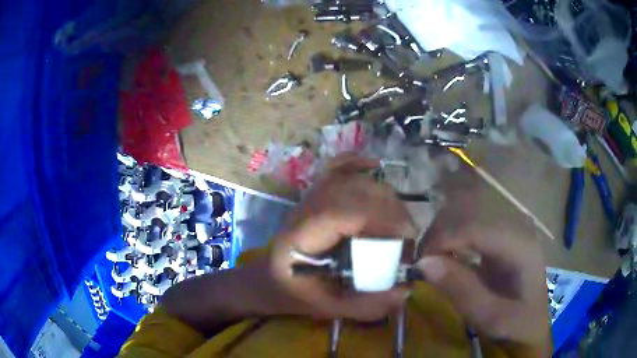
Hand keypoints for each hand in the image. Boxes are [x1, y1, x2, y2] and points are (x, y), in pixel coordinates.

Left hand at [270, 154, 418, 321]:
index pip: (340, 212)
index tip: (407, 235)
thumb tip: (406, 291)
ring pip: (350, 179)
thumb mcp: (329, 308)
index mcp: (301, 237)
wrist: (273, 278)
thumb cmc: (298, 293)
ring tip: (399, 219)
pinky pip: (337, 167)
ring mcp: (309, 196)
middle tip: (408, 234)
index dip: (379, 217)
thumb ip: (366, 305)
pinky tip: (375, 165)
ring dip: (382, 194)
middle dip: (389, 208)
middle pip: (350, 191)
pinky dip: (357, 162)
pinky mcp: (316, 192)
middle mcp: (304, 209)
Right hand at [416, 203, 549, 346]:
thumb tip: (424, 263)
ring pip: (471, 222)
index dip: (444, 239)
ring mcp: (510, 234)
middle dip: (442, 237)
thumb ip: (461, 290)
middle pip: (472, 220)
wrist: (535, 325)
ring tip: (430, 260)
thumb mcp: (491, 317)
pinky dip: (456, 243)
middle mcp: (516, 231)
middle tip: (421, 262)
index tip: (418, 261)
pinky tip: (446, 258)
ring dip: (446, 238)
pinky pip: (475, 233)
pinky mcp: (503, 242)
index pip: (476, 229)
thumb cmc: (517, 323)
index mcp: (520, 246)